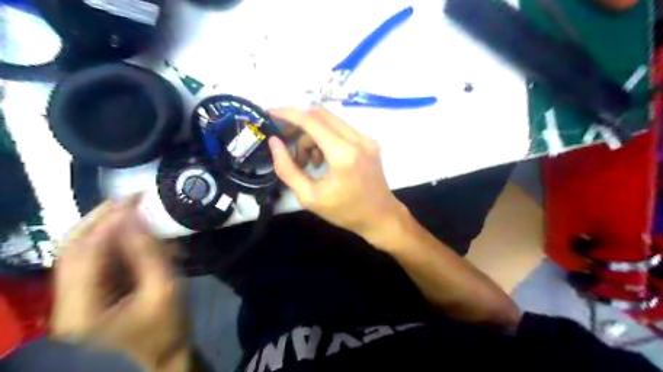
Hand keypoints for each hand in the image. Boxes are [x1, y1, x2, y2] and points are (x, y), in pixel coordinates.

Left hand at [51, 199, 185, 371]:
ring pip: (79, 251)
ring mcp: (74, 298)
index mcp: (82, 310)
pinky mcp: (88, 292)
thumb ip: (148, 253)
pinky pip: (93, 258)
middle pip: (71, 250)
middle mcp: (66, 303)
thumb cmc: (168, 325)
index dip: (107, 224)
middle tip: (128, 199)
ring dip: (103, 227)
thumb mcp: (164, 289)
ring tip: (129, 208)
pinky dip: (111, 240)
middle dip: (99, 220)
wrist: (165, 350)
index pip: (84, 255)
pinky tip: (130, 229)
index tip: (133, 201)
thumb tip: (134, 217)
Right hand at [267, 108, 403, 239]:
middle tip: (285, 140)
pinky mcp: (370, 142)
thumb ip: (287, 169)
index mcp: (343, 154)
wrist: (380, 217)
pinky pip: (341, 129)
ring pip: (330, 121)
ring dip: (311, 134)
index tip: (270, 113)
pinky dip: (325, 138)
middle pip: (320, 114)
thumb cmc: (345, 212)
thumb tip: (274, 143)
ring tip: (306, 161)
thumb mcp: (309, 196)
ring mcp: (366, 139)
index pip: (311, 120)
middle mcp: (357, 139)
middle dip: (298, 123)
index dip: (288, 113)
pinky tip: (322, 160)